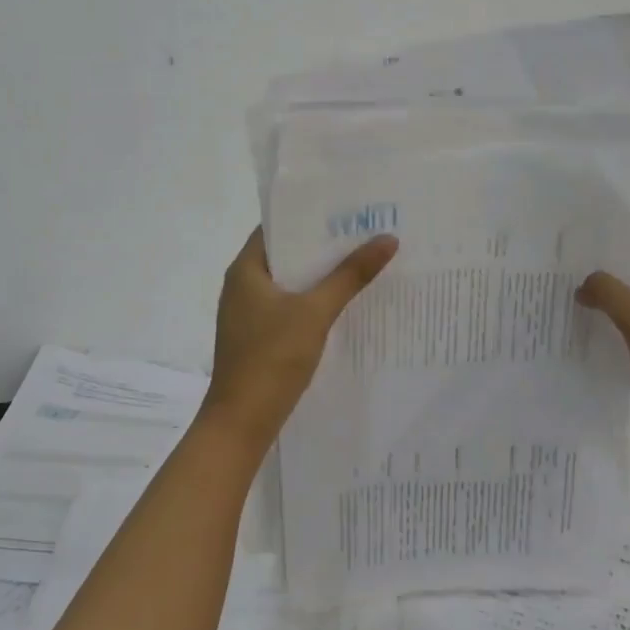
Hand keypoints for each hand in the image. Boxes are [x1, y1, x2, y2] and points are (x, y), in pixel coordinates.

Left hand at [202, 228, 398, 450]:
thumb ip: (350, 275)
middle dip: (323, 246)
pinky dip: (313, 301)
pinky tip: (343, 303)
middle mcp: (242, 285)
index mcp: (246, 269)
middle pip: (286, 255)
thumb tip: (387, 239)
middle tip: (365, 232)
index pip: (277, 227)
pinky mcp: (258, 337)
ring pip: (290, 283)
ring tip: (361, 261)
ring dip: (320, 275)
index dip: (310, 215)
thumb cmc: (272, 358)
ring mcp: (249, 313)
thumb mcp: (314, 313)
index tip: (346, 208)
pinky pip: (289, 308)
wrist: (242, 421)